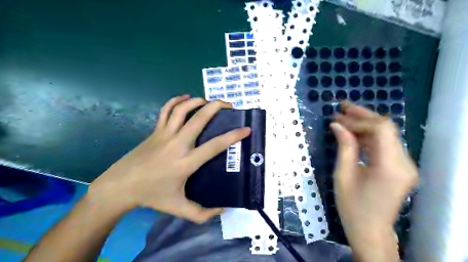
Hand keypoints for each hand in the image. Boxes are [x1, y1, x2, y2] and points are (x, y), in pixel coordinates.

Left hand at [86, 95, 249, 222]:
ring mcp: (165, 134)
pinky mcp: (155, 130)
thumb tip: (223, 210)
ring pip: (183, 109)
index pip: (215, 145)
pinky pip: (166, 110)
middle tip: (229, 105)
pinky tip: (185, 97)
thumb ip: (202, 214)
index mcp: (186, 162)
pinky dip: (176, 100)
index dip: (233, 136)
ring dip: (198, 101)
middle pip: (199, 118)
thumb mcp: (179, 209)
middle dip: (217, 107)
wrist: (120, 186)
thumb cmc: (152, 196)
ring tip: (209, 101)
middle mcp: (178, 144)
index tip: (246, 129)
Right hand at [331, 101, 417, 260]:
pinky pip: (385, 144)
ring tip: (344, 118)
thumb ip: (344, 147)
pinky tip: (353, 133)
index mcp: (390, 167)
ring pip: (386, 134)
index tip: (338, 118)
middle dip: (362, 115)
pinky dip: (368, 136)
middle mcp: (404, 163)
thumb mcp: (343, 175)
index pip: (381, 129)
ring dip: (364, 124)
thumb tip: (337, 125)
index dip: (358, 120)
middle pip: (387, 128)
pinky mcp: (401, 167)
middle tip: (341, 107)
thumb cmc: (352, 207)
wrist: (370, 230)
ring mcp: (405, 165)